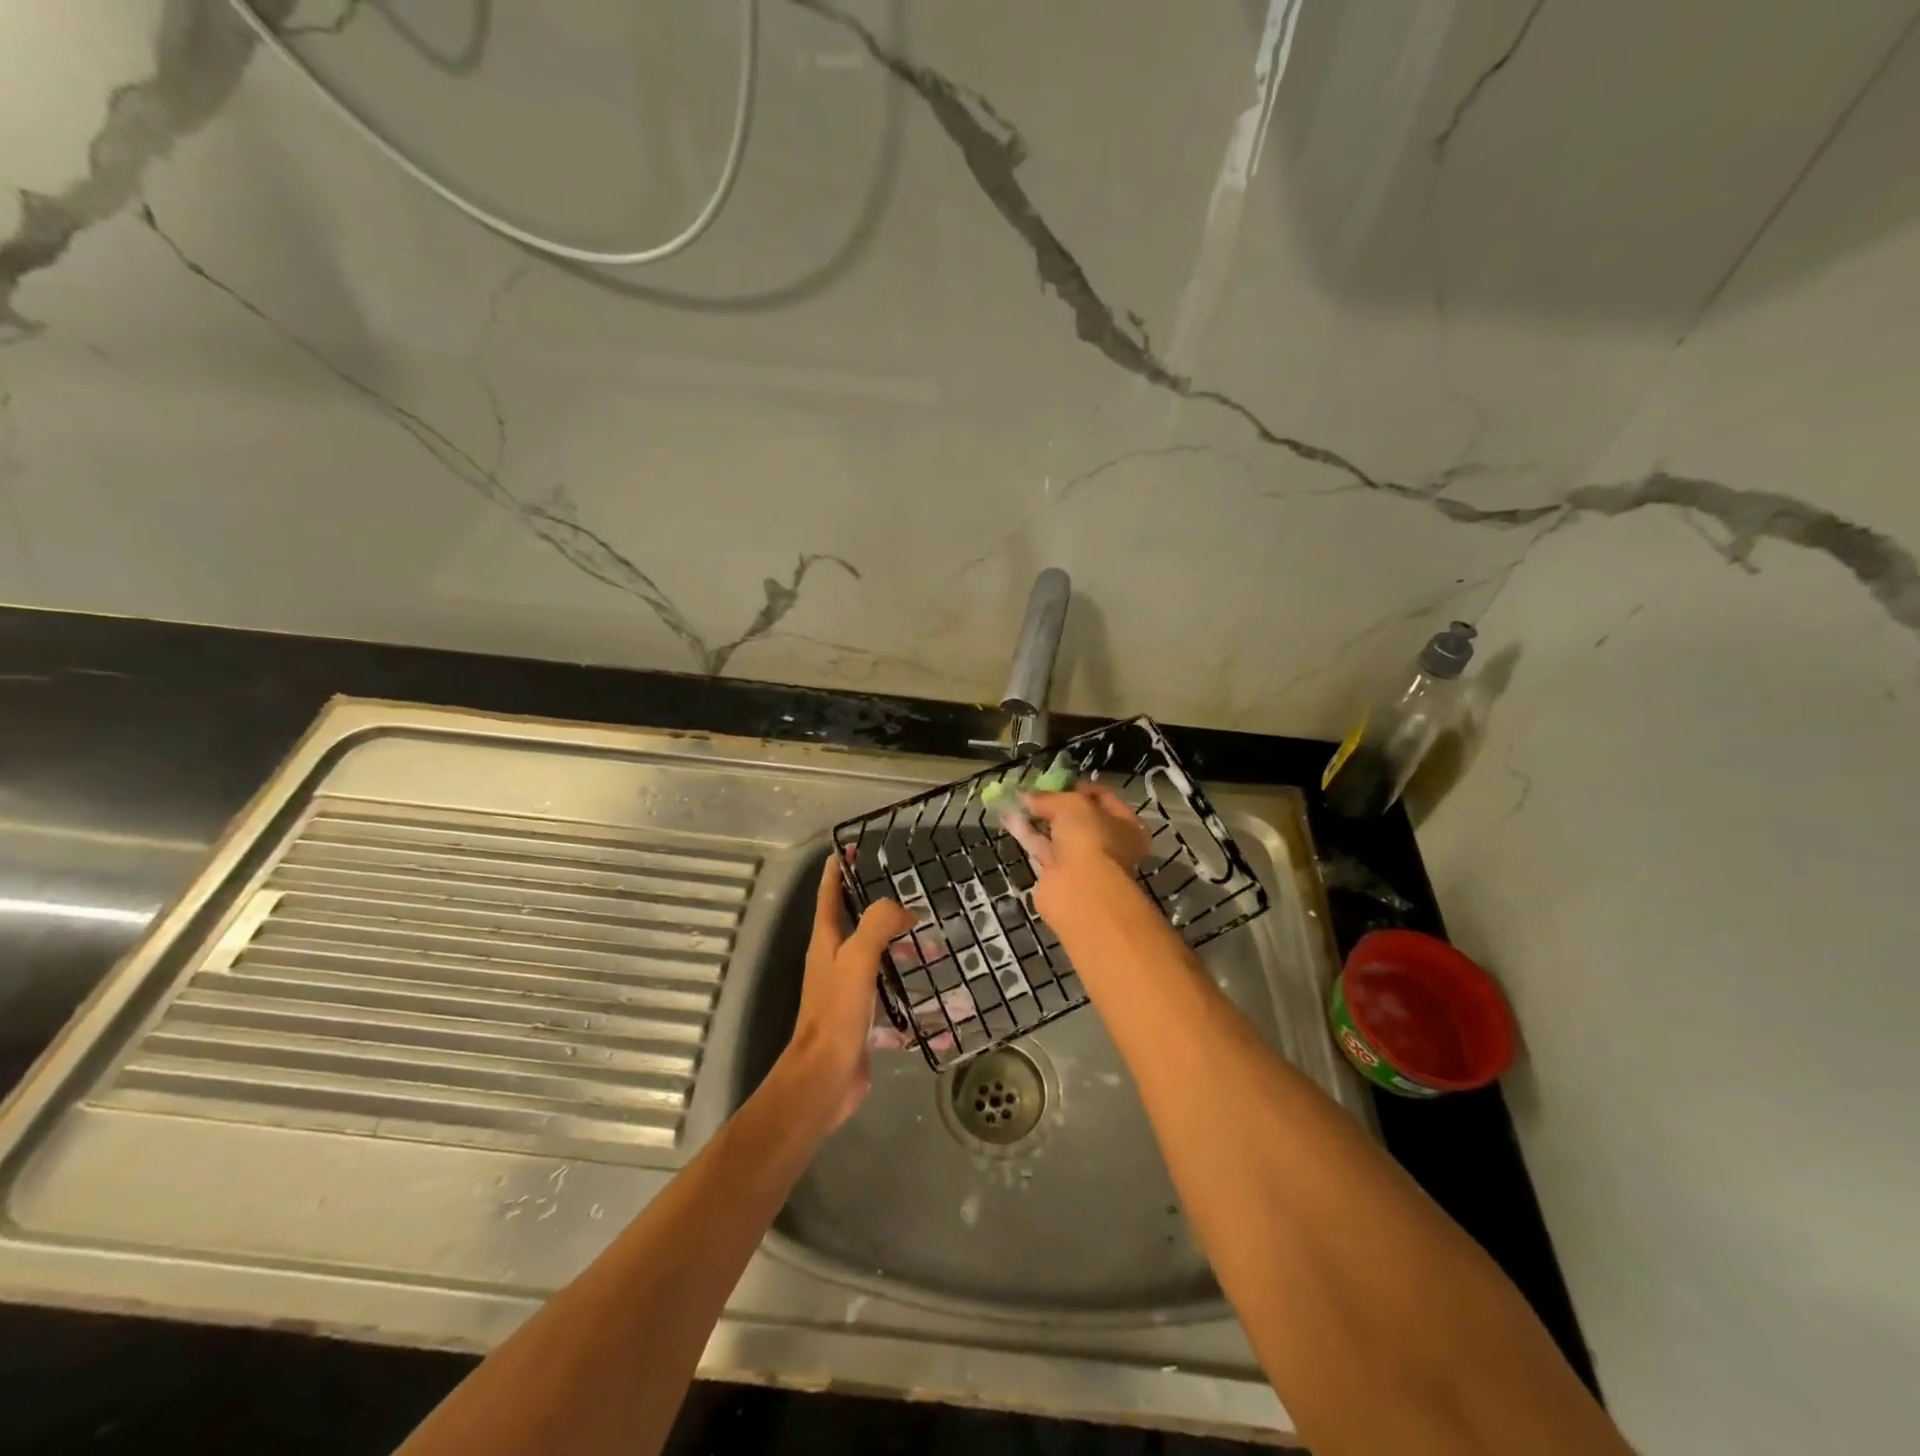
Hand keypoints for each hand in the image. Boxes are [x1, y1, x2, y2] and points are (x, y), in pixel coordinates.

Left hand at [780, 856, 915, 1128]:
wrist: (825, 1077)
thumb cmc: (837, 1012)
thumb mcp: (857, 958)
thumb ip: (878, 924)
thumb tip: (903, 909)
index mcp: (826, 942)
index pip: (830, 894)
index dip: (839, 869)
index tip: (852, 848)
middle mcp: (834, 962)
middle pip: (859, 926)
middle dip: (886, 915)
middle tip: (917, 907)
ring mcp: (848, 992)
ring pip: (880, 962)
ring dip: (904, 955)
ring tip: (937, 953)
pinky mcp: (862, 1019)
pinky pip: (893, 1000)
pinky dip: (913, 999)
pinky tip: (940, 1006)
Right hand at [1018, 782, 1153, 934]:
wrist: (1081, 890)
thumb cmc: (1090, 838)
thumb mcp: (1071, 804)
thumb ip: (1048, 797)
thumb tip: (1026, 796)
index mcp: (1126, 825)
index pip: (1103, 797)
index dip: (1080, 786)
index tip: (1057, 779)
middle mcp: (1108, 844)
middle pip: (1079, 817)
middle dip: (1055, 803)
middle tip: (1033, 790)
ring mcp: (1083, 862)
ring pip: (1058, 833)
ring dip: (1038, 817)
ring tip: (1015, 800)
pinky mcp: (1058, 875)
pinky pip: (1042, 848)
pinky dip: (1028, 834)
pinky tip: (1009, 818)